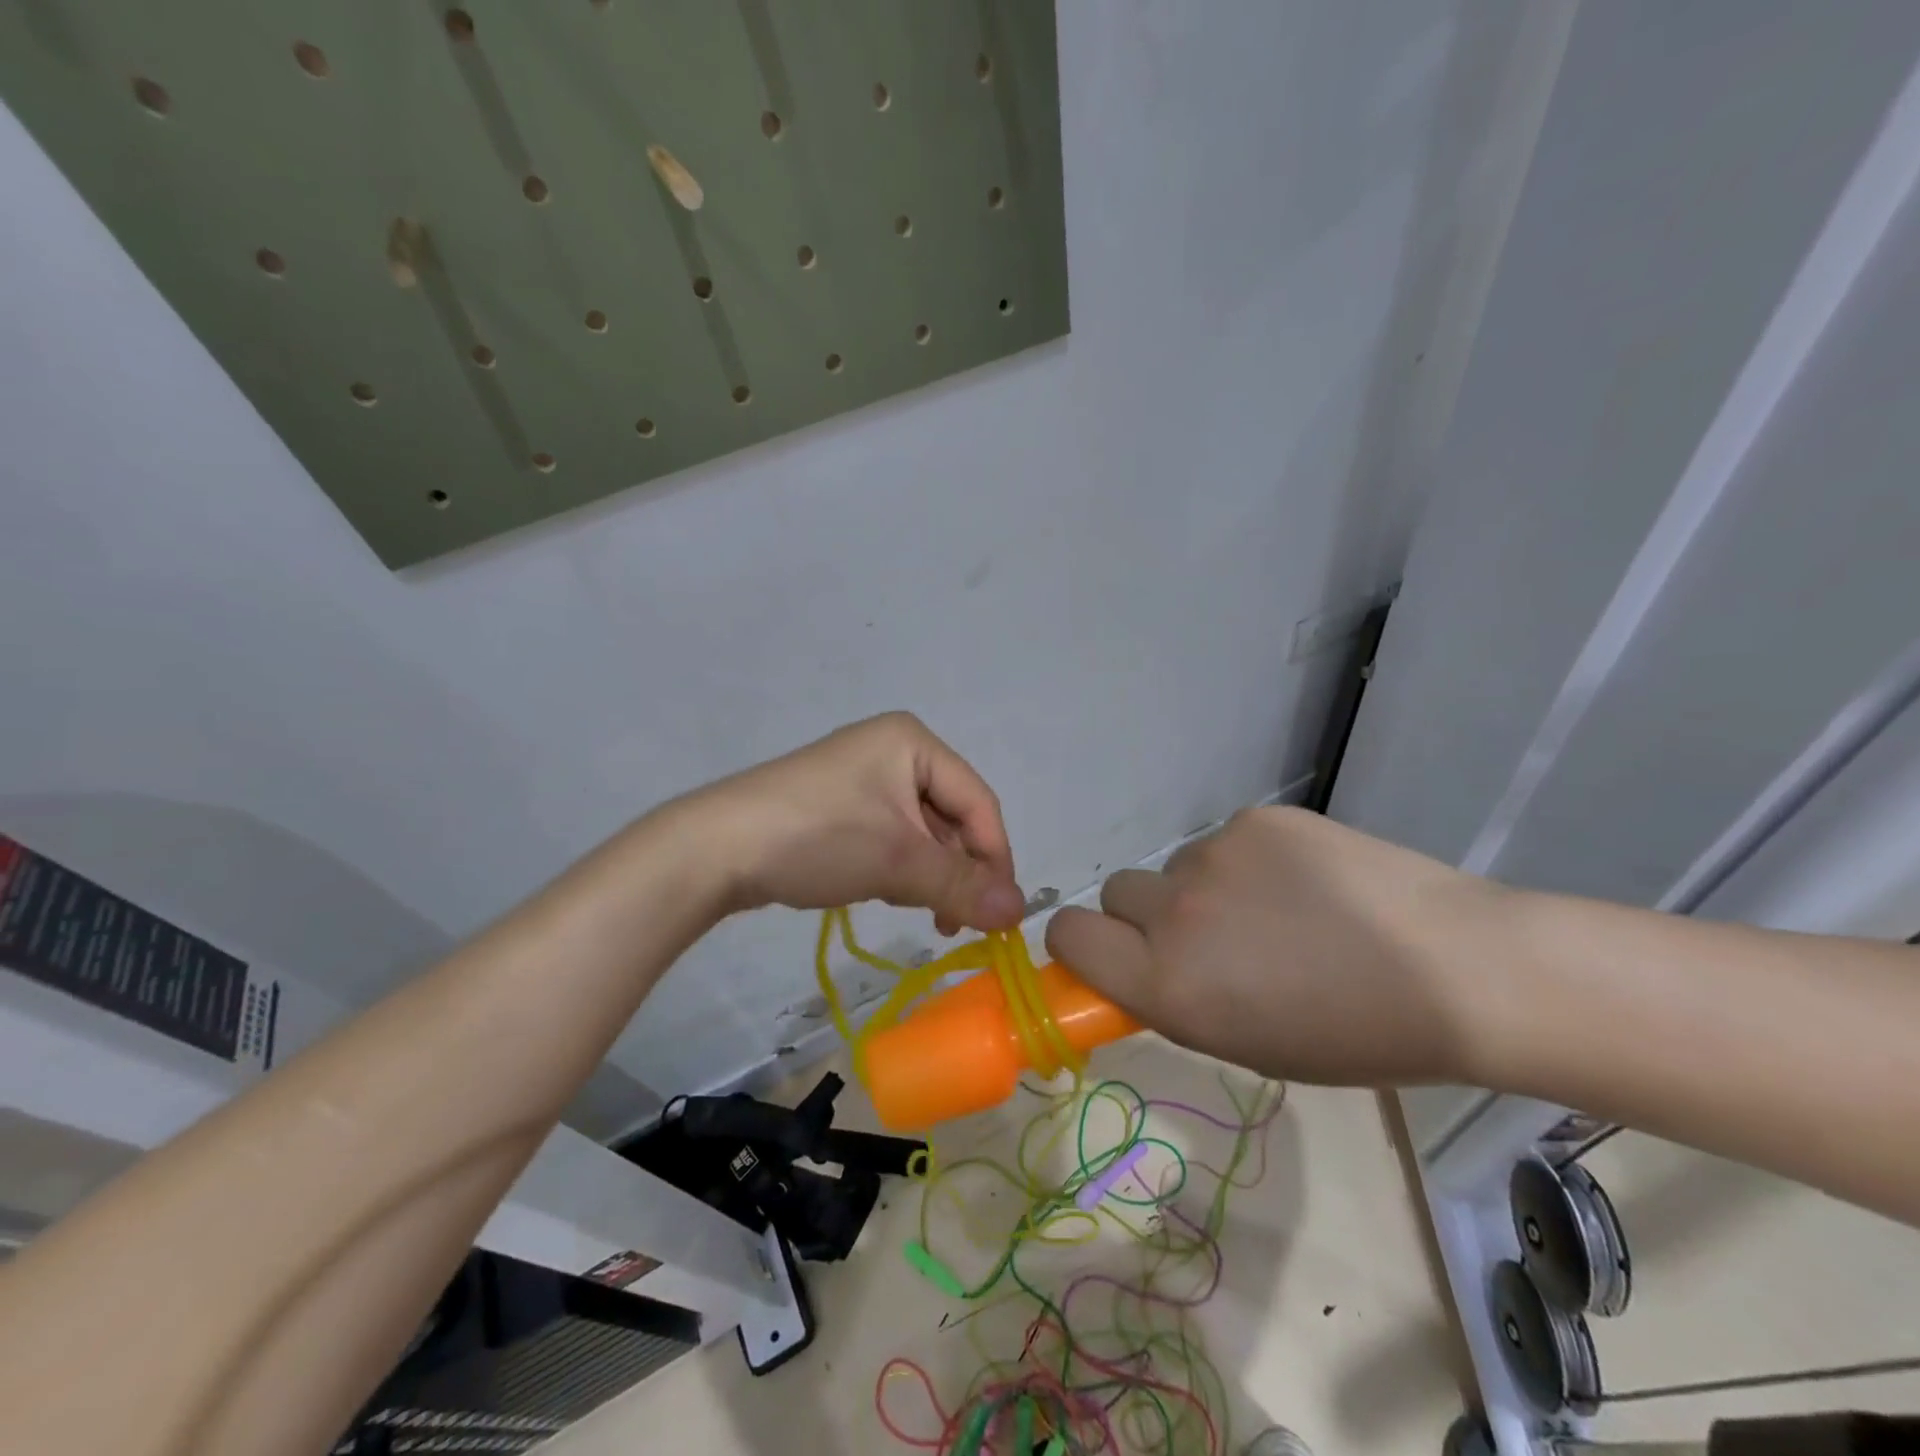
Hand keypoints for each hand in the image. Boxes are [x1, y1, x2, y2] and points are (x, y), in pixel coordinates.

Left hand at [688, 713, 1024, 934]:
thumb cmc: (818, 838)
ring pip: (920, 832)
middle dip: (956, 870)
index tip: (999, 915)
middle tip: (953, 922)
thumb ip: (962, 885)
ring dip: (927, 874)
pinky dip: (898, 867)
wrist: (714, 849)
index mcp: (913, 742)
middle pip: (951, 817)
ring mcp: (862, 777)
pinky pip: (889, 836)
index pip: (978, 803)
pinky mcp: (838, 804)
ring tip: (916, 909)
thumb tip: (1020, 912)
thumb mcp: (898, 861)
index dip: (995, 859)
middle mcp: (892, 749)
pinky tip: (884, 892)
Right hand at [1044, 807, 1501, 1084]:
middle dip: (1146, 915)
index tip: (1113, 954)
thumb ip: (1171, 999)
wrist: (1458, 971)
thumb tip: (1134, 964)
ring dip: (1205, 890)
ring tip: (1280, 912)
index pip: (1067, 934)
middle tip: (1209, 937)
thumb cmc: (1353, 1036)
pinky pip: (1226, 841)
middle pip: (1115, 892)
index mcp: (1166, 983)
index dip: (1081, 944)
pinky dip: (1250, 863)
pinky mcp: (1256, 819)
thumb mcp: (1242, 1045)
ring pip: (1177, 868)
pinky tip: (1308, 884)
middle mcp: (1175, 912)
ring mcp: (1216, 855)